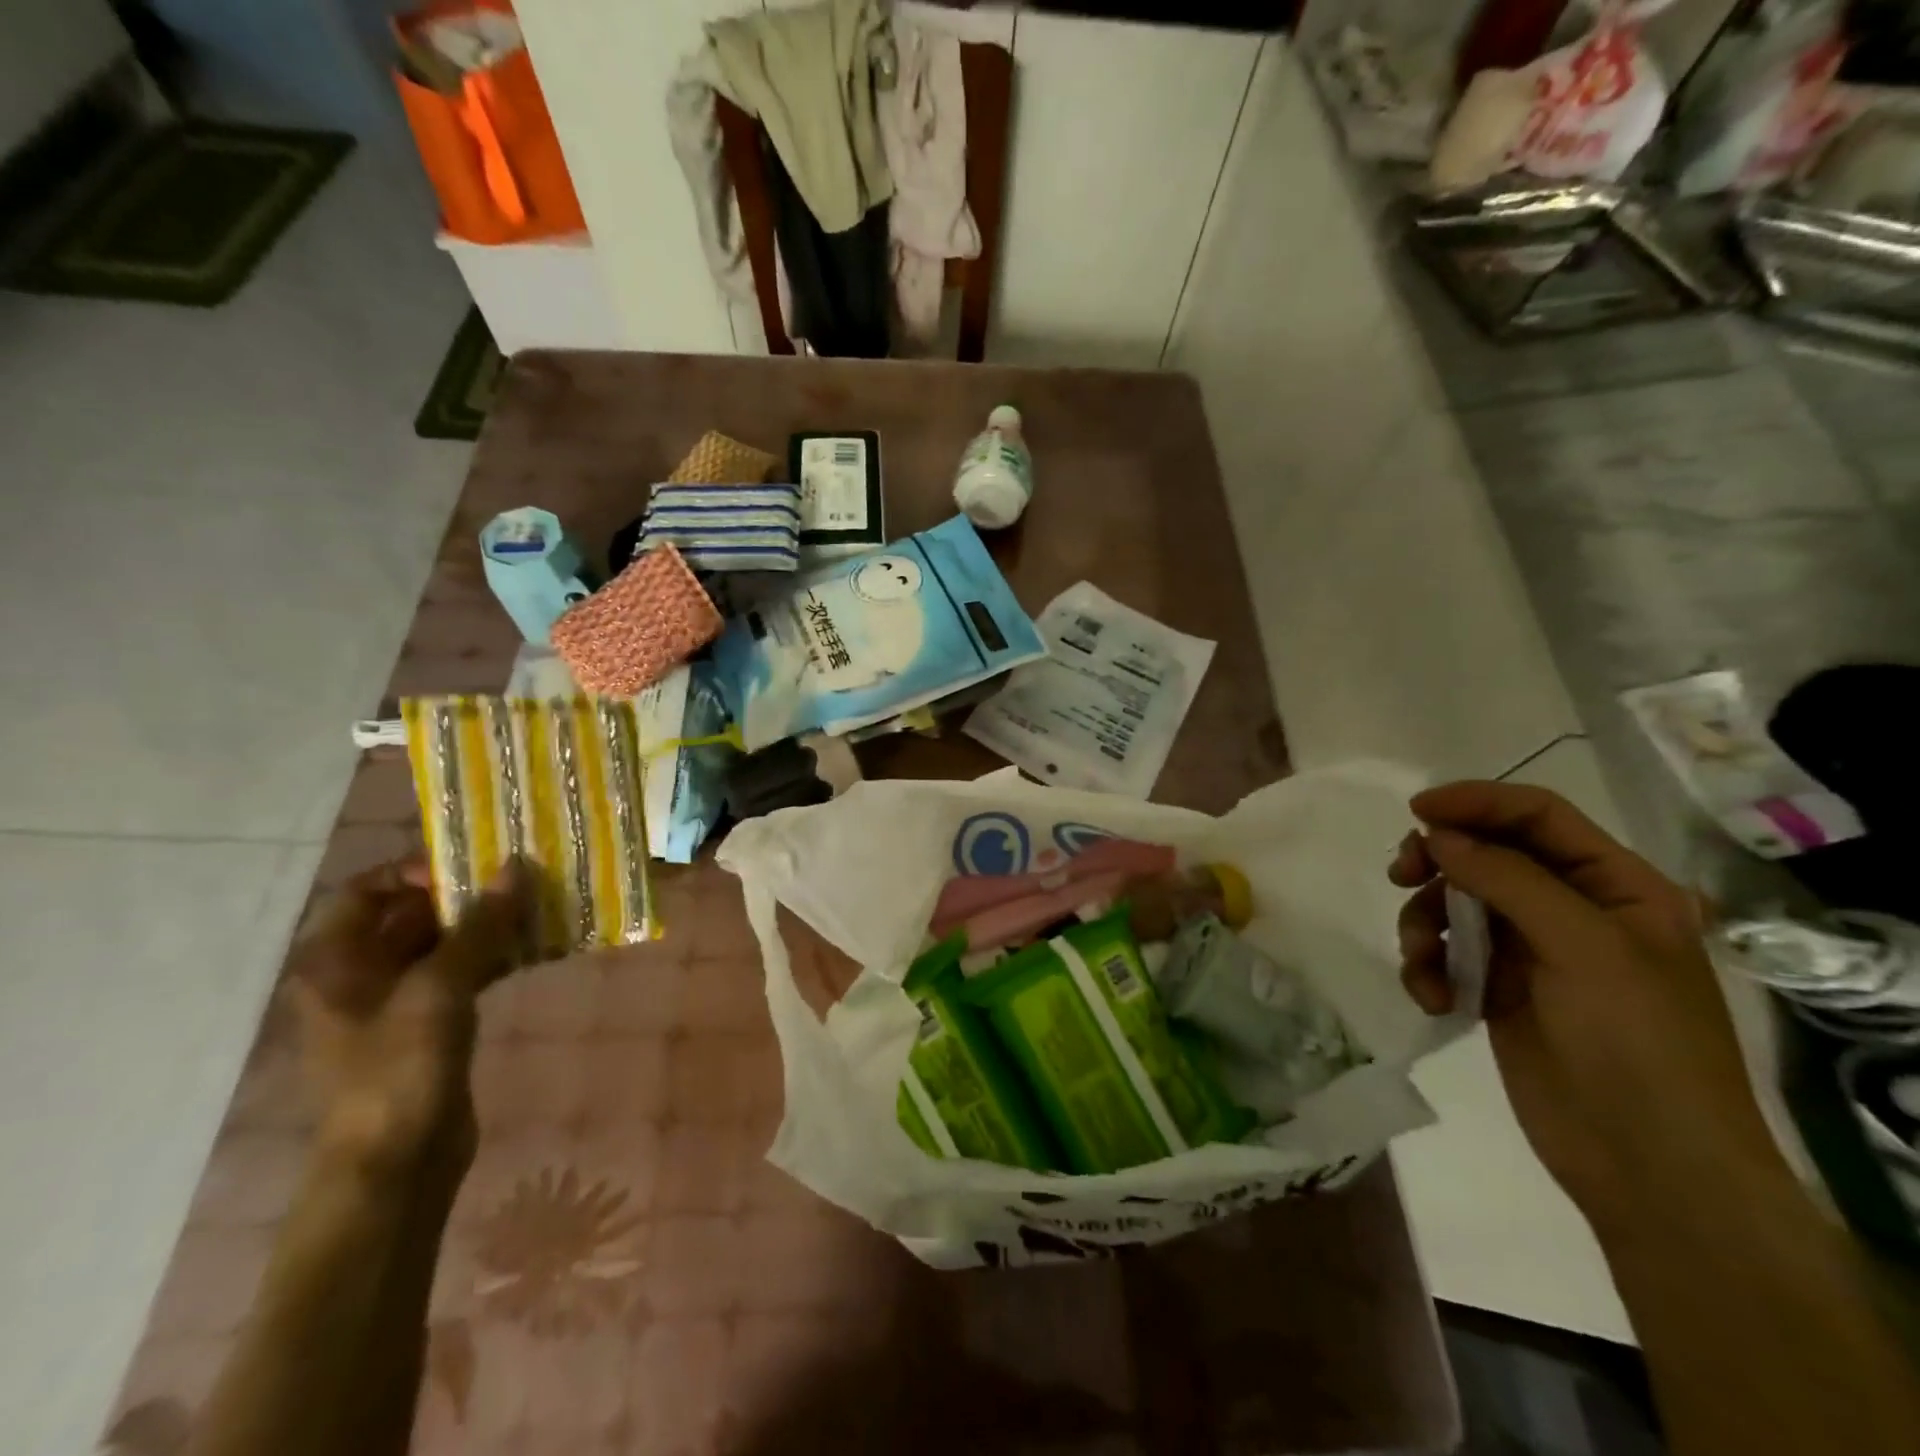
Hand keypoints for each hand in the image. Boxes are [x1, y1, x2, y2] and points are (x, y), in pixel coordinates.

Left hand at [286, 860, 530, 1178]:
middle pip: (408, 915)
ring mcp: (395, 1003)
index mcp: (336, 962)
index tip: (468, 867)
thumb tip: (515, 867)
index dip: (412, 871)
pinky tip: (532, 948)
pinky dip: (491, 957)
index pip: (366, 891)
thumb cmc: (399, 1068)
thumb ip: (480, 926)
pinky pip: (460, 975)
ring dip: (484, 926)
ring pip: (441, 945)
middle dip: (462, 895)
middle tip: (518, 879)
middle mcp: (359, 975)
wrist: (396, 1162)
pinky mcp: (428, 1026)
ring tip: (534, 907)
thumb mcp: (439, 988)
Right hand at [1391, 782, 1789, 1229]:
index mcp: (1616, 887)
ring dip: (1424, 923)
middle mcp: (1572, 909)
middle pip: (1487, 854)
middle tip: (1400, 874)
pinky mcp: (1497, 989)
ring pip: (1455, 903)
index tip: (1417, 812)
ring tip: (1420, 958)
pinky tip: (1432, 999)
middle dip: (1439, 861)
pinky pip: (1446, 953)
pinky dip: (1428, 968)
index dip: (1477, 802)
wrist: (1649, 1166)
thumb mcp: (1582, 946)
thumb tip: (1437, 834)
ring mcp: (1532, 951)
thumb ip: (1507, 879)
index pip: (1538, 817)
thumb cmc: (1636, 1043)